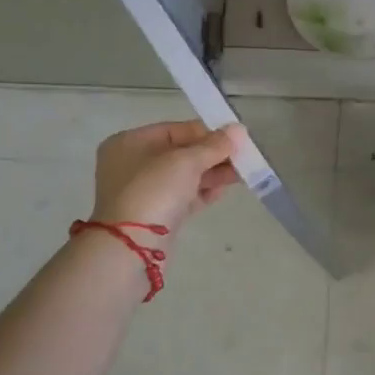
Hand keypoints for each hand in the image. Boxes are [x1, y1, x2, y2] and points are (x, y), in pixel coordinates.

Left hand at [91, 120, 245, 232]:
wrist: (132, 246)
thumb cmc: (154, 190)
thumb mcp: (186, 161)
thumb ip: (214, 145)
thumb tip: (239, 129)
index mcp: (130, 142)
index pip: (175, 129)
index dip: (207, 133)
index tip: (234, 139)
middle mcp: (132, 164)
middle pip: (181, 153)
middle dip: (213, 155)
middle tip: (243, 158)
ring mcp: (143, 191)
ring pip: (184, 176)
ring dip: (213, 173)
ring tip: (241, 174)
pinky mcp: (154, 214)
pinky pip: (183, 196)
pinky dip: (203, 192)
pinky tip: (223, 191)